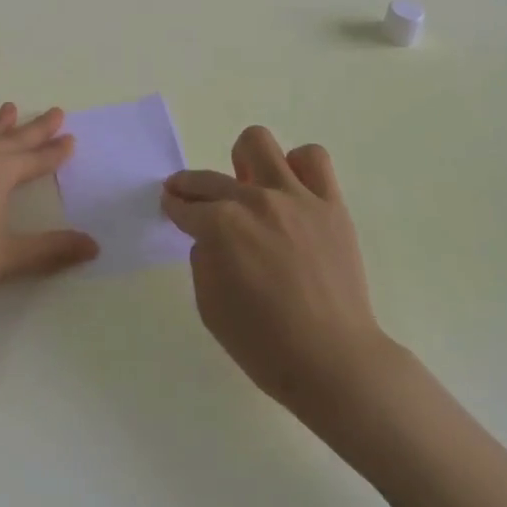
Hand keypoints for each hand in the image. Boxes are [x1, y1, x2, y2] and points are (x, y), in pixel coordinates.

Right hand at [162, 127, 384, 418]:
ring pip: (259, 143)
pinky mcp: (330, 204)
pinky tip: (292, 192)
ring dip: (245, 163)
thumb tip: (210, 237)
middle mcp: (255, 201)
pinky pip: (313, 160)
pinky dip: (298, 167)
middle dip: (192, 186)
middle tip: (192, 198)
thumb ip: (203, 260)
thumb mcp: (210, 308)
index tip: (171, 206)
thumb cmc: (265, 345)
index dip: (174, 207)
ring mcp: (296, 197)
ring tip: (250, 187)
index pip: (186, 206)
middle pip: (210, 177)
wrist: (334, 363)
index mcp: (221, 227)